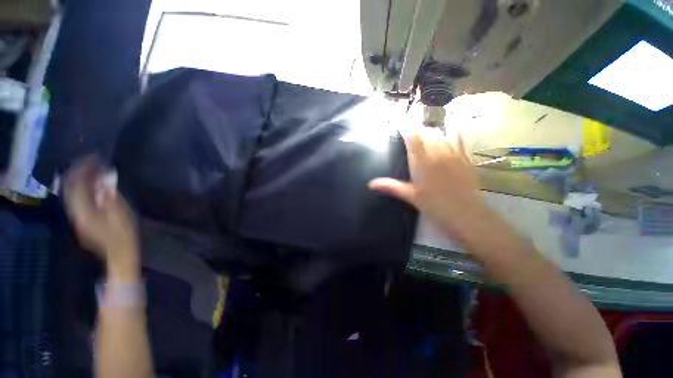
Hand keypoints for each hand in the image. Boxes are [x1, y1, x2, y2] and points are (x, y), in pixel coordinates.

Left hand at [64, 156, 138, 276]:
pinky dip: (80, 187)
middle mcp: (74, 211)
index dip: (84, 168)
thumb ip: (110, 195)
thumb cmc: (124, 234)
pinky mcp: (79, 218)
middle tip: (93, 161)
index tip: (95, 157)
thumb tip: (106, 176)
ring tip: (92, 169)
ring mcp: (75, 215)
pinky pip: (74, 197)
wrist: (119, 252)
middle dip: (79, 170)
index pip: (76, 183)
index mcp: (83, 210)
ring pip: (70, 191)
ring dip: (79, 178)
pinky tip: (90, 184)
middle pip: (69, 186)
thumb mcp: (121, 214)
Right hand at [369, 126, 487, 245]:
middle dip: (417, 129)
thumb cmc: (434, 205)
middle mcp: (436, 152)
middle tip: (411, 133)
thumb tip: (370, 184)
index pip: (412, 137)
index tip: (399, 124)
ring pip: (441, 133)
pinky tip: (450, 129)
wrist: (465, 213)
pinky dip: (452, 131)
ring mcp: (452, 153)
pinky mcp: (464, 156)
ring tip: (426, 133)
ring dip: (431, 130)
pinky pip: (459, 137)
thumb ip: (390, 186)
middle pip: (426, 132)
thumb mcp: (410, 196)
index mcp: (421, 161)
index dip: (405, 127)